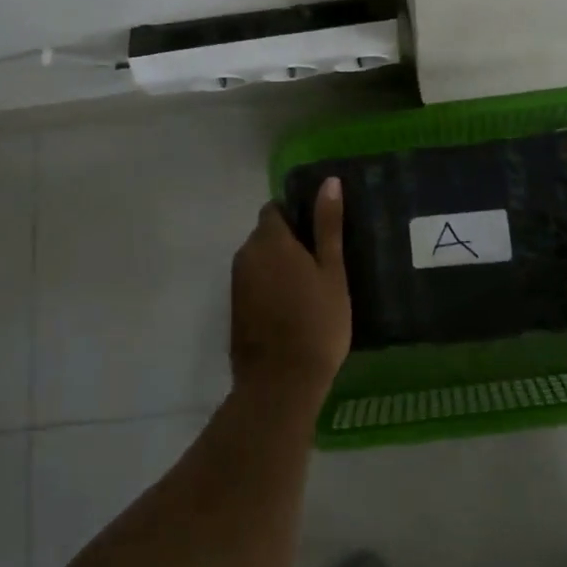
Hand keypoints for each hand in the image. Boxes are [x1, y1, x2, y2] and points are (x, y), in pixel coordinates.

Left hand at [230, 179, 351, 406]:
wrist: (280, 385)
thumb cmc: (316, 323)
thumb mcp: (332, 272)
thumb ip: (328, 225)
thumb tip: (328, 181)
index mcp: (270, 240)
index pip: (275, 209)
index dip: (296, 214)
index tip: (320, 231)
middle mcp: (246, 255)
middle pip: (266, 234)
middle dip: (289, 240)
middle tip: (322, 260)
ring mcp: (237, 284)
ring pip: (260, 260)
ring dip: (279, 264)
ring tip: (311, 284)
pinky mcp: (235, 309)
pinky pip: (254, 283)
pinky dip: (270, 286)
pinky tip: (293, 306)